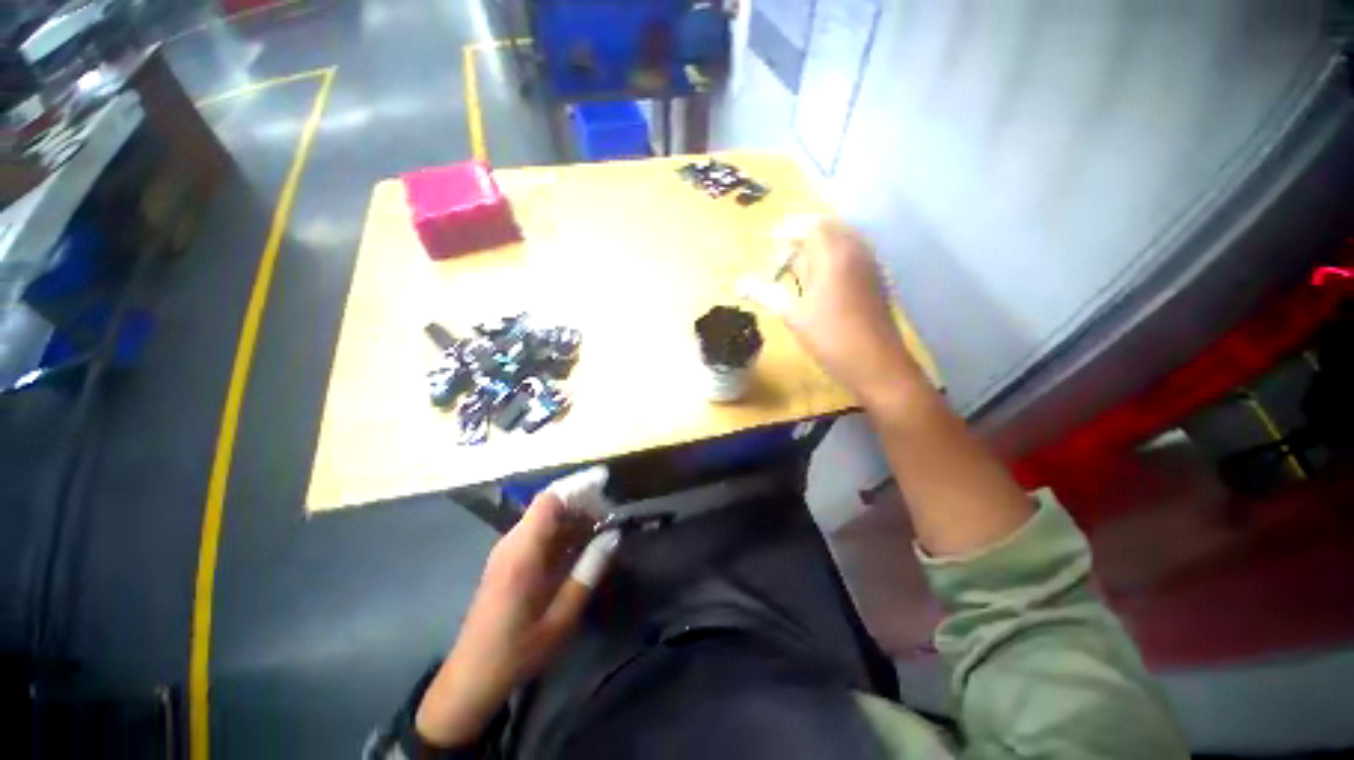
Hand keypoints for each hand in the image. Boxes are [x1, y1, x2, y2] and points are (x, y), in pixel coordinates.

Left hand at [415, 492, 599, 746]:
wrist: (470, 679)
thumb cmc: (517, 652)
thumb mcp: (560, 618)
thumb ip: (588, 572)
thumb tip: (613, 536)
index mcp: (522, 552)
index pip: (550, 499)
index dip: (578, 485)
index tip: (605, 481)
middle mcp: (512, 543)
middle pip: (549, 505)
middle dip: (581, 502)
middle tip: (610, 514)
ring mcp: (507, 551)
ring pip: (545, 519)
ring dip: (573, 518)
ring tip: (601, 529)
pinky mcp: (507, 562)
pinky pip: (539, 534)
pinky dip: (562, 533)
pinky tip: (580, 547)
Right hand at [753, 218, 921, 404]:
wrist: (877, 365)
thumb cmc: (831, 339)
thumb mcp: (794, 317)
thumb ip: (768, 294)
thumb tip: (741, 284)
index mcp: (834, 256)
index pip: (810, 226)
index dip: (788, 229)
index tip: (770, 236)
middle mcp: (856, 252)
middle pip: (829, 227)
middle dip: (804, 233)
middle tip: (783, 249)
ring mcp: (870, 265)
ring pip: (843, 239)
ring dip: (820, 244)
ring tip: (799, 262)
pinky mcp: (876, 280)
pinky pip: (853, 254)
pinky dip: (834, 256)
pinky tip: (821, 277)